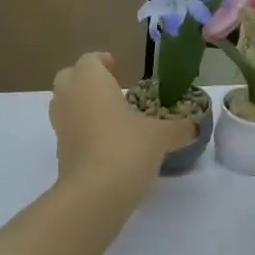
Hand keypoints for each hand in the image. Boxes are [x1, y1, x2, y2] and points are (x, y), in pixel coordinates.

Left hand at [49, 53, 191, 197]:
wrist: (93, 195)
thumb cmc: (126, 148)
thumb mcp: (159, 136)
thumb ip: (177, 129)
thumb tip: (195, 127)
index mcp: (90, 81)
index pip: (90, 60)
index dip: (104, 63)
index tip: (121, 72)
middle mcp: (69, 96)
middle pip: (70, 77)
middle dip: (88, 81)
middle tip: (112, 91)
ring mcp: (60, 124)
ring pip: (65, 103)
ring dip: (82, 105)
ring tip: (111, 118)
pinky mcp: (58, 151)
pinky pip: (68, 130)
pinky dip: (82, 131)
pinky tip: (106, 144)